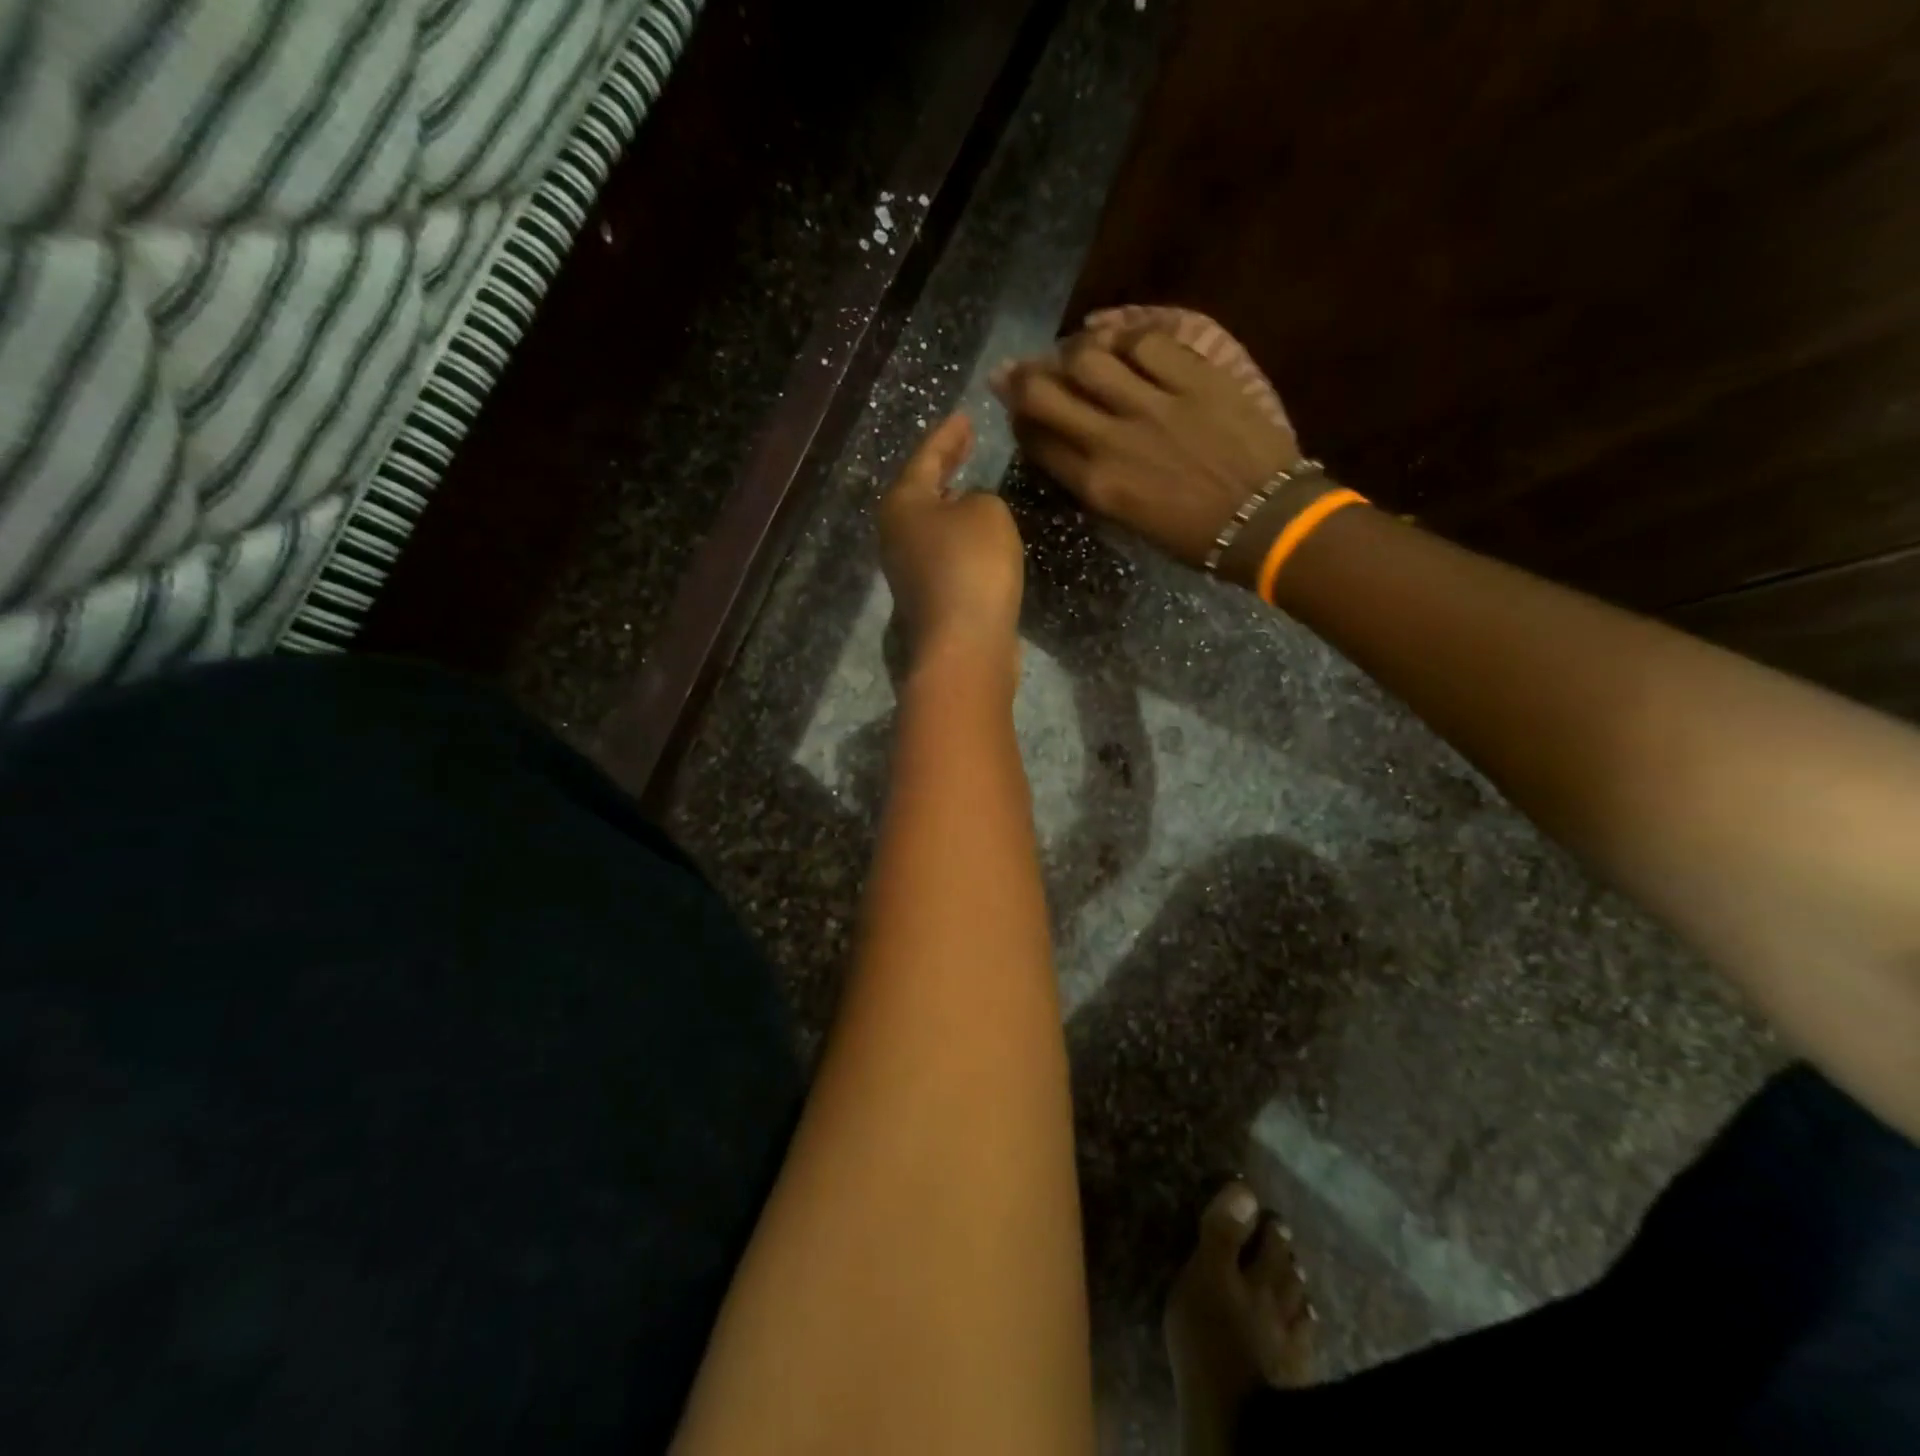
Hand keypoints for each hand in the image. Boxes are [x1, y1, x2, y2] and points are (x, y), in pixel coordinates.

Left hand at [878, 414, 1024, 688]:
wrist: (965, 646)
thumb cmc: (972, 566)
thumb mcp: (987, 512)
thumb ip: (980, 498)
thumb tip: (968, 513)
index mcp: (902, 505)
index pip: (926, 457)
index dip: (948, 436)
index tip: (964, 417)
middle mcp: (896, 536)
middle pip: (921, 491)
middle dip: (944, 468)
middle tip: (965, 445)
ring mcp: (908, 572)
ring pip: (931, 525)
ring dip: (951, 505)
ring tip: (972, 487)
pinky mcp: (929, 599)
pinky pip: (945, 554)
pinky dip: (960, 537)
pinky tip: (978, 536)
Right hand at [990, 323, 1300, 568]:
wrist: (1266, 519)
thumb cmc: (1194, 536)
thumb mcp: (1129, 521)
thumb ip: (1093, 482)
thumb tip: (1068, 448)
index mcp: (1098, 486)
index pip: (1038, 441)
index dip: (1019, 422)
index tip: (1018, 413)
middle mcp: (1113, 440)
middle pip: (1046, 394)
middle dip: (1022, 380)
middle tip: (1016, 372)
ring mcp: (1154, 404)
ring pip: (1089, 358)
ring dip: (1071, 352)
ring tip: (1072, 353)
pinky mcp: (1194, 377)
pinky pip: (1146, 342)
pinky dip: (1124, 337)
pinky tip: (1119, 341)